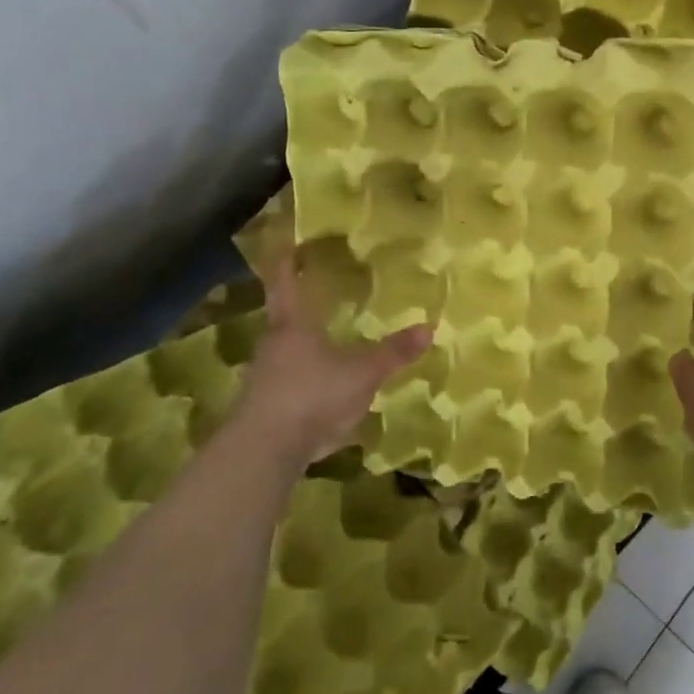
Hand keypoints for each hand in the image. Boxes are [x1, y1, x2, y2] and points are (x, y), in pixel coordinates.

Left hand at [234, 248, 430, 475]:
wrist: (264, 451)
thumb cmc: (313, 394)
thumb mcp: (363, 372)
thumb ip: (394, 352)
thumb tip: (429, 327)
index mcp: (293, 325)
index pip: (285, 282)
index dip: (286, 261)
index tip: (287, 242)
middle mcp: (273, 345)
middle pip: (284, 319)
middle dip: (300, 309)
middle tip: (318, 298)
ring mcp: (264, 379)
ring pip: (285, 355)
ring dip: (303, 349)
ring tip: (327, 347)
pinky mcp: (263, 410)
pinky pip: (287, 387)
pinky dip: (304, 384)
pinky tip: (323, 396)